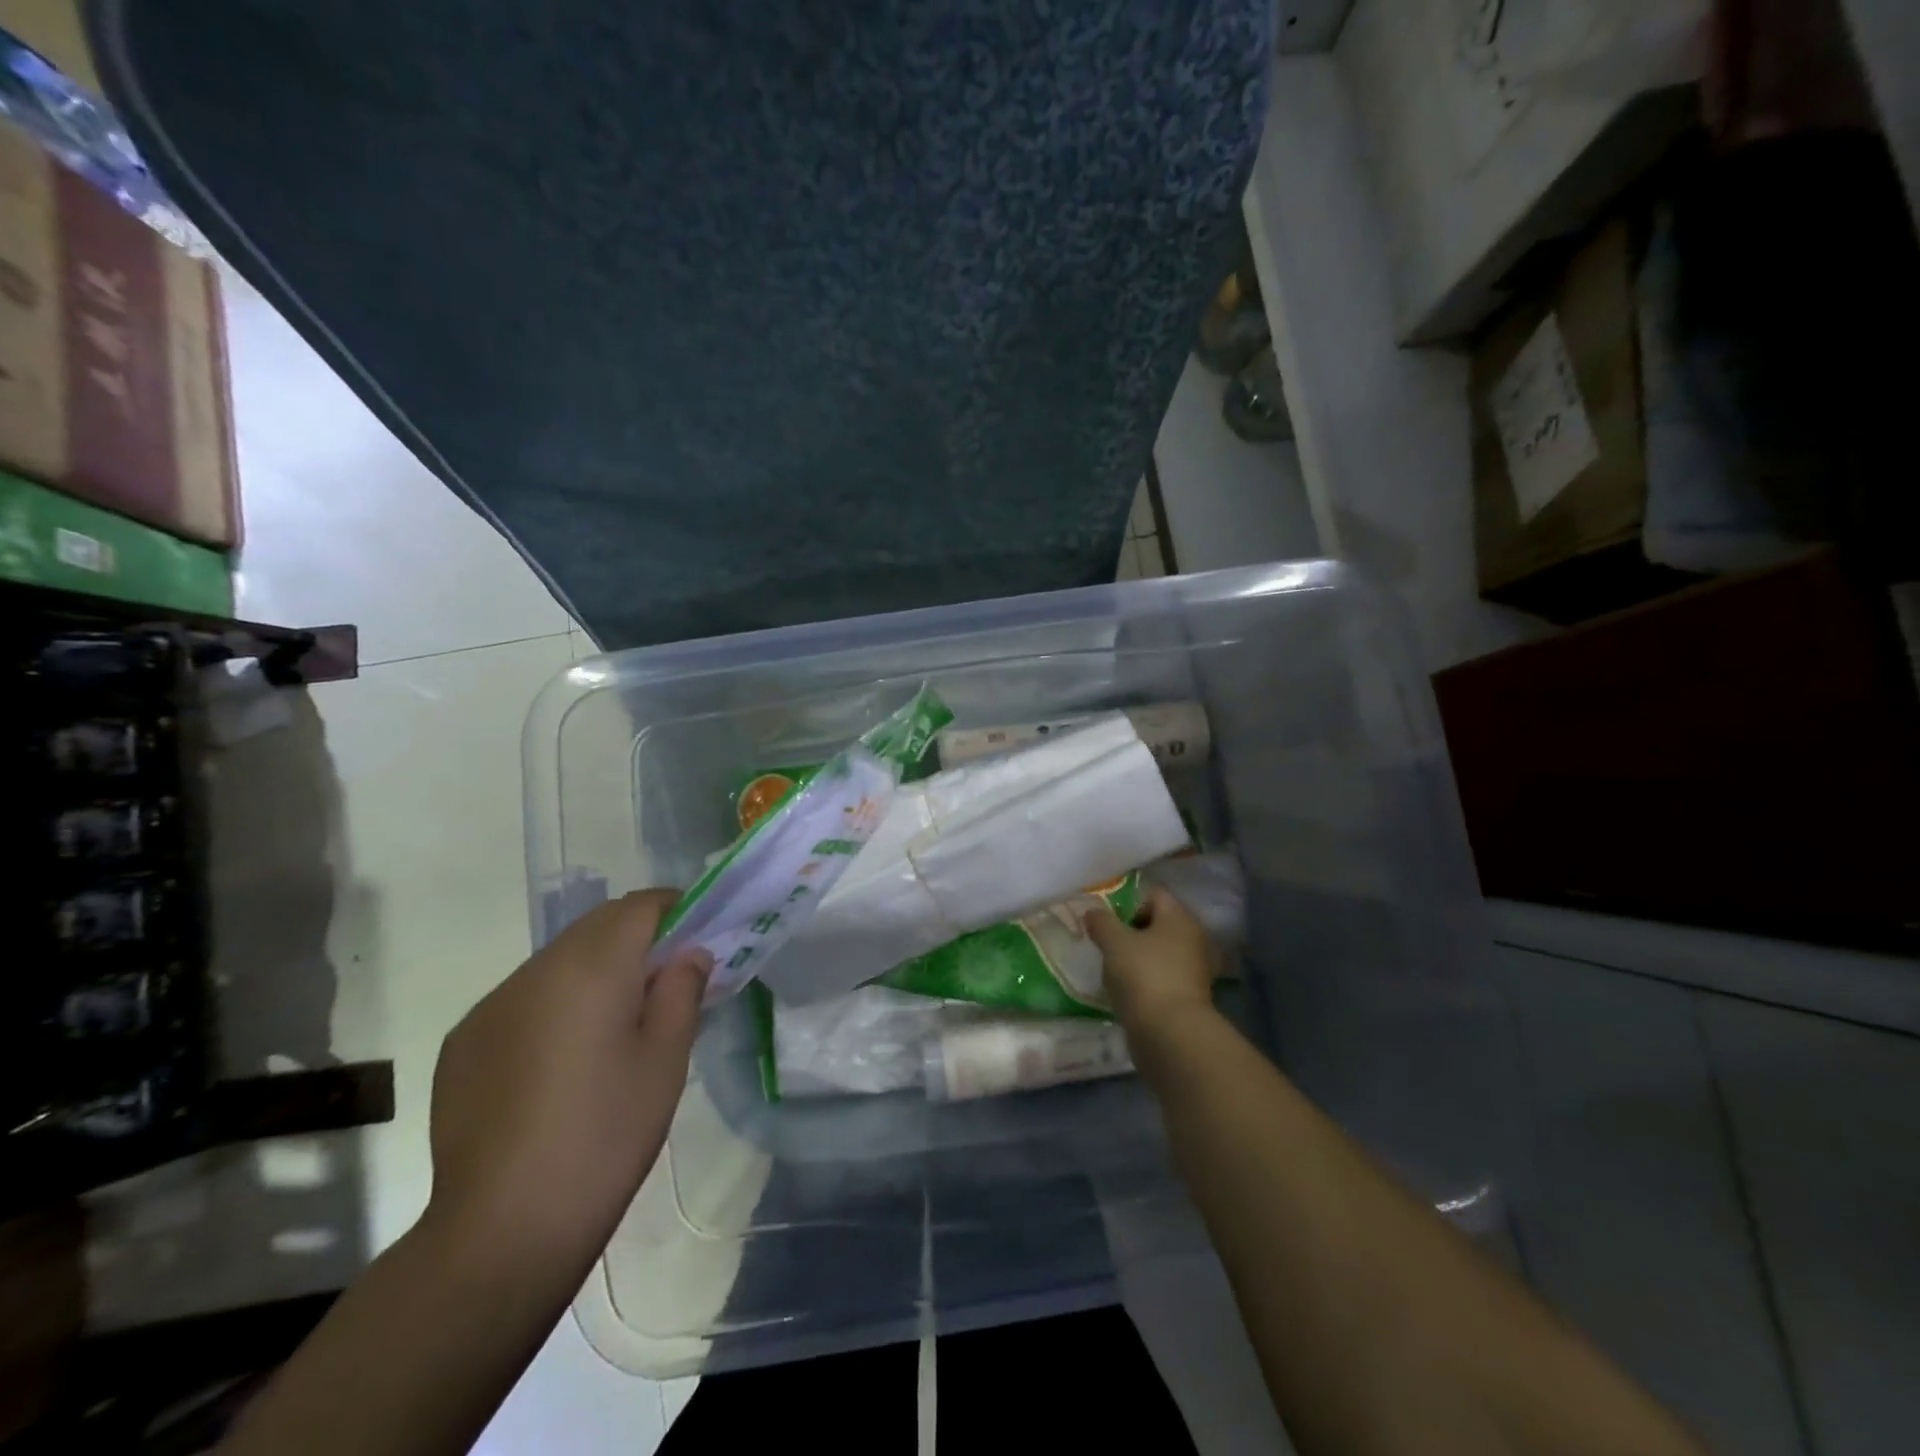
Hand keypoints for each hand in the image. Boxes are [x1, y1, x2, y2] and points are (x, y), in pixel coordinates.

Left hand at [424, 889, 709, 1270]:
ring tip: (615, 1026)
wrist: (503, 1229)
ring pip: (558, 960)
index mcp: (590, 968)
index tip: (698, 937)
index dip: (675, 910)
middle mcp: (534, 971)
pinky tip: (562, 1060)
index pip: (639, 906)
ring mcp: (491, 1006)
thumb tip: (688, 954)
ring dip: (594, 970)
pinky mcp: (463, 1042)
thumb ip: (681, 990)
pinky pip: (523, 998)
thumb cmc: (605, 1135)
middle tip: (666, 981)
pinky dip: (554, 1004)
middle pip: (596, 926)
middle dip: (636, 938)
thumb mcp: (666, 1060)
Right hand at [1084, 886, 1217, 1031]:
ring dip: (1139, 959)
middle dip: (1131, 933)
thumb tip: (1093, 912)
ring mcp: (1195, 970)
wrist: (1170, 1033)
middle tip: (1108, 947)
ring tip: (1115, 972)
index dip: (1127, 904)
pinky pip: (1164, 978)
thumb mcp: (1114, 942)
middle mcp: (1194, 939)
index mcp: (1181, 918)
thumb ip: (1101, 922)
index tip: (1107, 924)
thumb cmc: (1143, 975)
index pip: (1153, 895)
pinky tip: (1128, 993)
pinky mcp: (1190, 997)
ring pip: (1160, 953)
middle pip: (1157, 924)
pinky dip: (1147, 982)